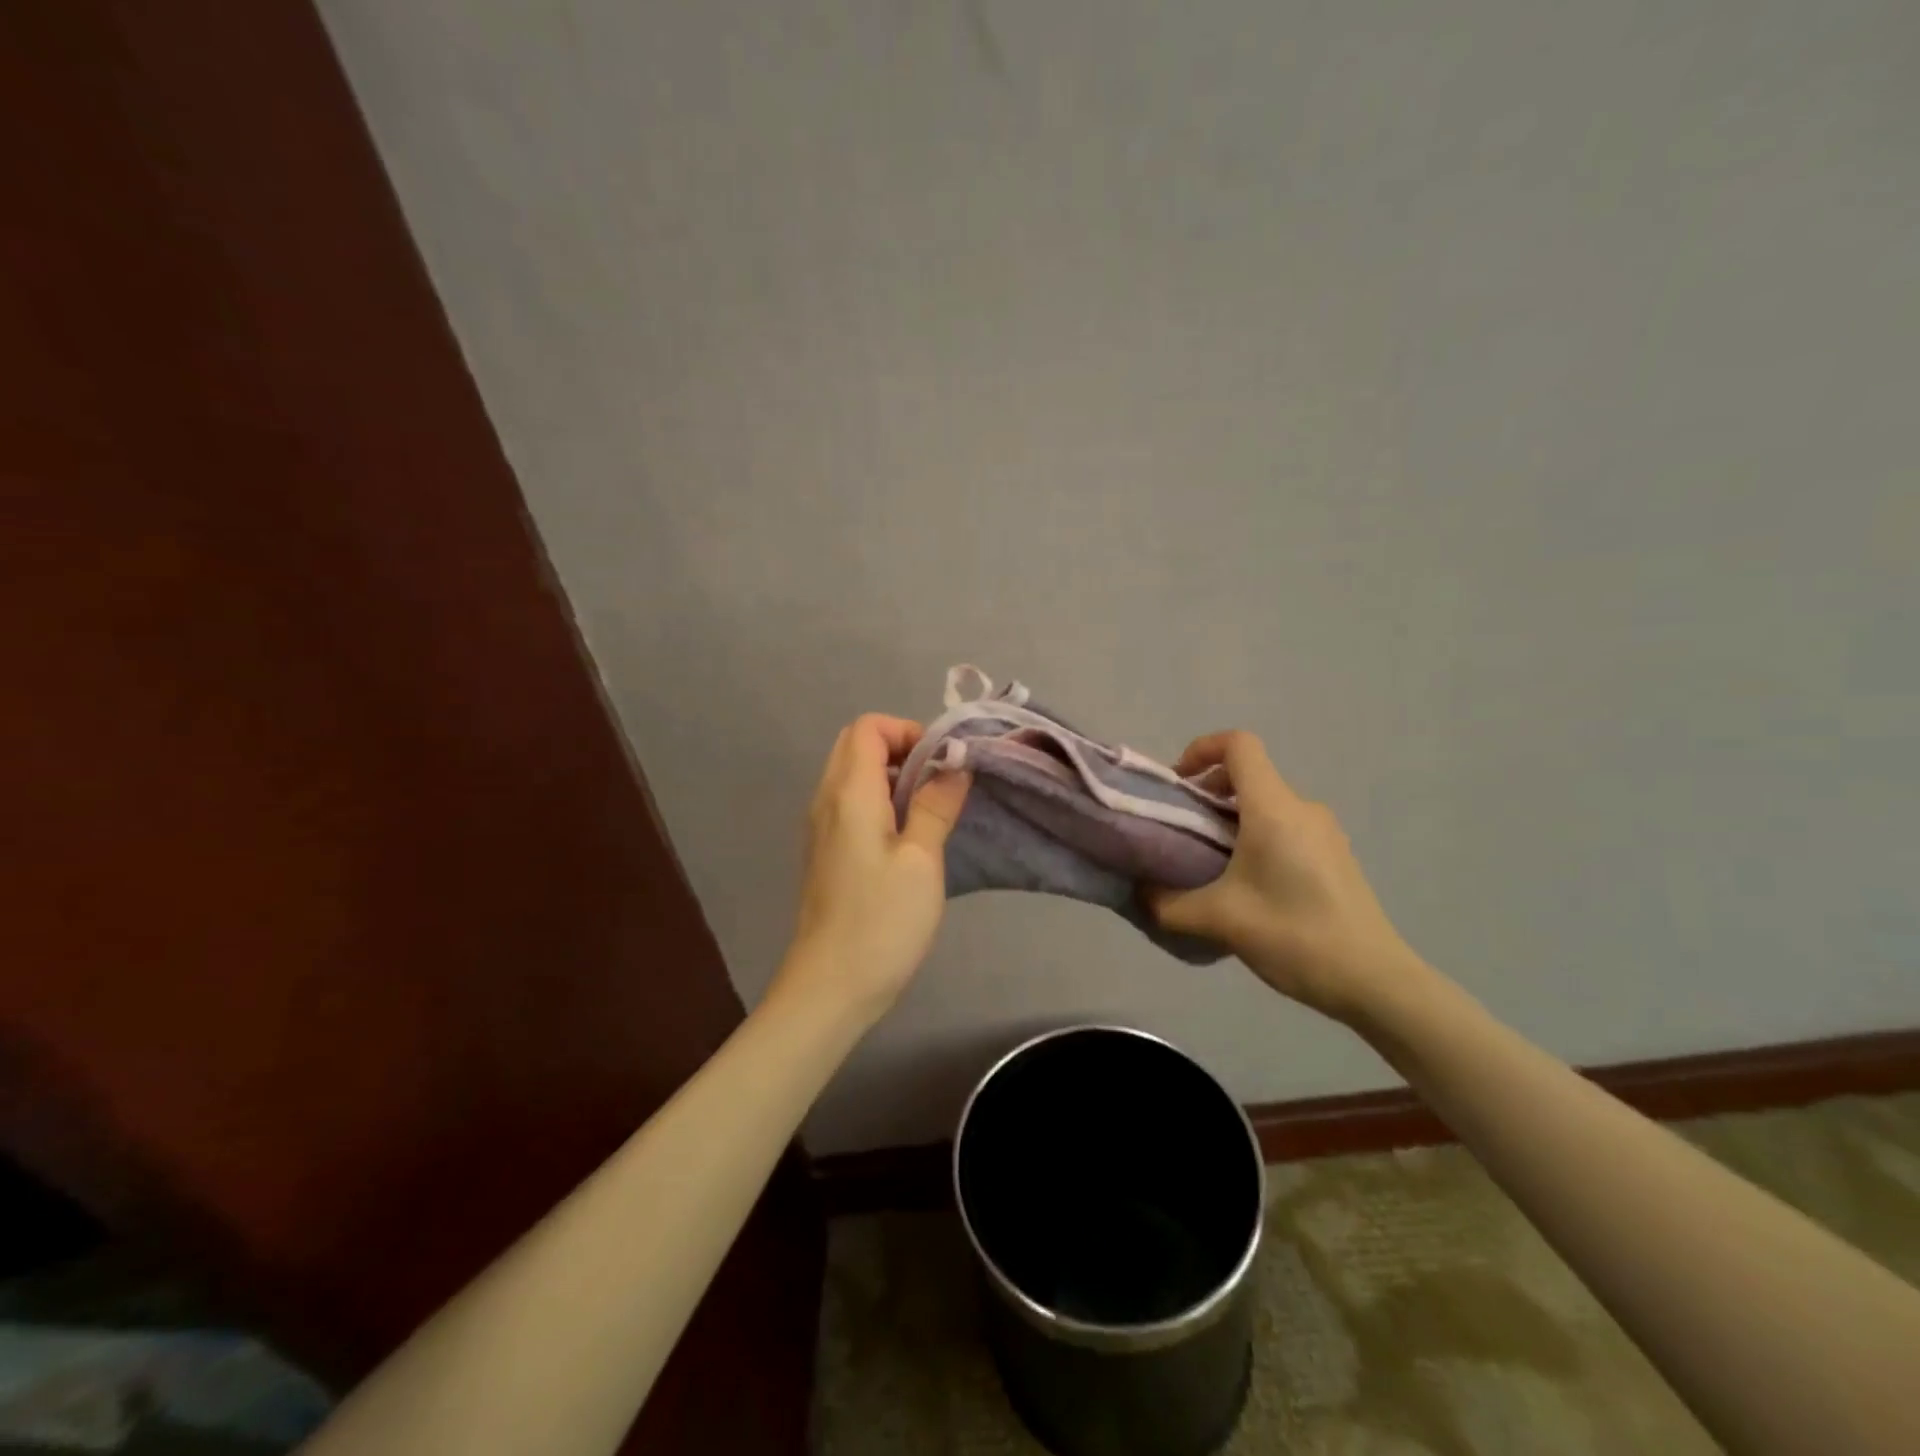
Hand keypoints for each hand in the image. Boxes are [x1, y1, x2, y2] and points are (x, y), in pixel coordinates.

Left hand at [777, 714, 970, 1021]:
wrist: (830, 987)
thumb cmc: (881, 921)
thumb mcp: (921, 860)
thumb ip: (935, 805)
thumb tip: (954, 765)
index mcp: (848, 793)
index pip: (868, 727)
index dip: (908, 731)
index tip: (942, 764)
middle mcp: (826, 799)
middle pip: (856, 744)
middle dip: (902, 749)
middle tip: (939, 782)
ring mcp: (821, 826)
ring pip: (852, 774)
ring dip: (892, 776)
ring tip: (930, 809)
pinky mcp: (826, 851)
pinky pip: (850, 803)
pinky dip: (879, 800)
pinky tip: (908, 836)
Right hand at [1145, 731, 1425, 1023]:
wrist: (1374, 981)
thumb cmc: (1294, 935)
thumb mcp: (1219, 919)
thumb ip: (1168, 904)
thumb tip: (1140, 895)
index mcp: (1274, 808)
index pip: (1239, 745)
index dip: (1201, 749)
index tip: (1177, 785)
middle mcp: (1302, 808)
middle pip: (1250, 775)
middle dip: (1208, 792)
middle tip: (1182, 829)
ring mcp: (1324, 832)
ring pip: (1267, 804)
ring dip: (1231, 818)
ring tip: (1208, 862)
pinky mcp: (1335, 857)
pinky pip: (1286, 828)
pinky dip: (1256, 837)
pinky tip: (1246, 885)